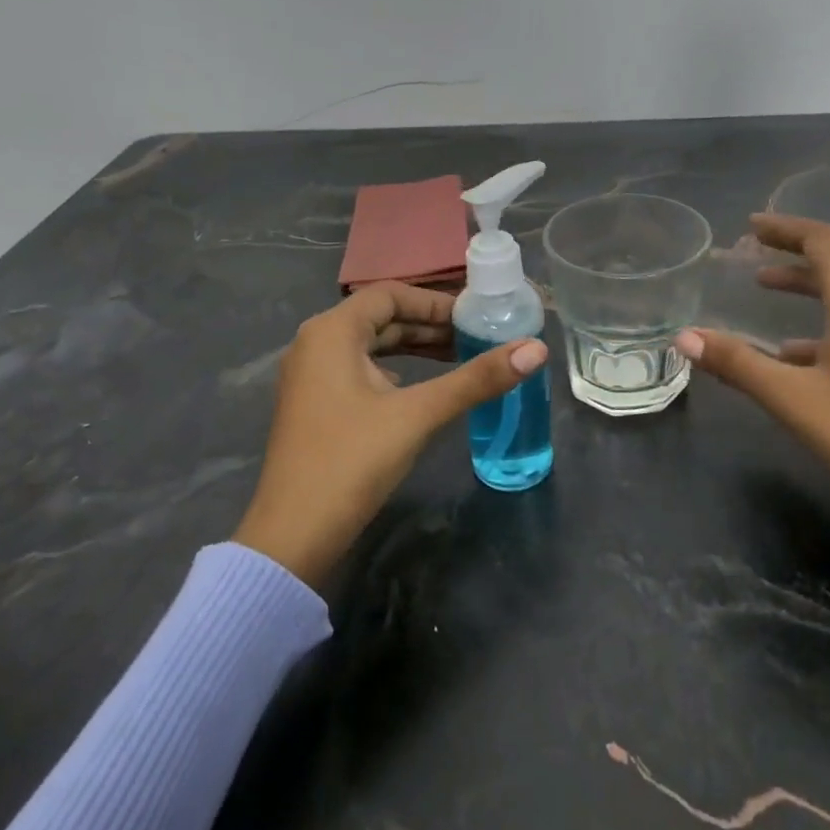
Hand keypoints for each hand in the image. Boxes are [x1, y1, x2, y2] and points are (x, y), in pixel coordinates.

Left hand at [234, 282, 546, 586]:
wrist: (293, 535)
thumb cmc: (353, 461)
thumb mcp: (419, 414)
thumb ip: (477, 379)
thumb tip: (536, 349)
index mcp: (331, 332)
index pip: (390, 294)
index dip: (435, 302)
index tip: (474, 318)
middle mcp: (314, 344)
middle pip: (380, 318)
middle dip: (428, 327)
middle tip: (475, 339)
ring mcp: (310, 377)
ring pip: (370, 346)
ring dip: (413, 349)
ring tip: (459, 359)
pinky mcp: (314, 405)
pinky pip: (359, 371)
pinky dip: (394, 371)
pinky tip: (420, 391)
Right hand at [673, 214, 829, 605]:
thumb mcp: (792, 397)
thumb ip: (738, 363)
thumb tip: (684, 337)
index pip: (823, 241)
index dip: (785, 228)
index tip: (751, 226)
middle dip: (795, 249)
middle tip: (754, 246)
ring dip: (809, 283)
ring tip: (766, 286)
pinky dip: (824, 319)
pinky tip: (795, 351)